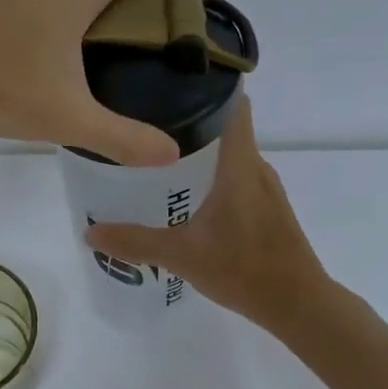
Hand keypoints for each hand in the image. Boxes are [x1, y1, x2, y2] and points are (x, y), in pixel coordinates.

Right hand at [85, 99, 328, 332]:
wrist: (297, 304)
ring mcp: (266, 189)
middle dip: (189, 123)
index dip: (207, 87)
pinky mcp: (269, 209)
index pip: (232, 105)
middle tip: (146, 126)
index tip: (170, 84)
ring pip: (231, 156)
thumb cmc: (244, 269)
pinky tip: (187, 197)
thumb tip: (90, 234)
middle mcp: (257, 167)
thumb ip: (136, 242)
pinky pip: (238, 178)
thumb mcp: (182, 255)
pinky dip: (214, 177)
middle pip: (226, 128)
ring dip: (201, 153)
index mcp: (240, 164)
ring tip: (158, 159)